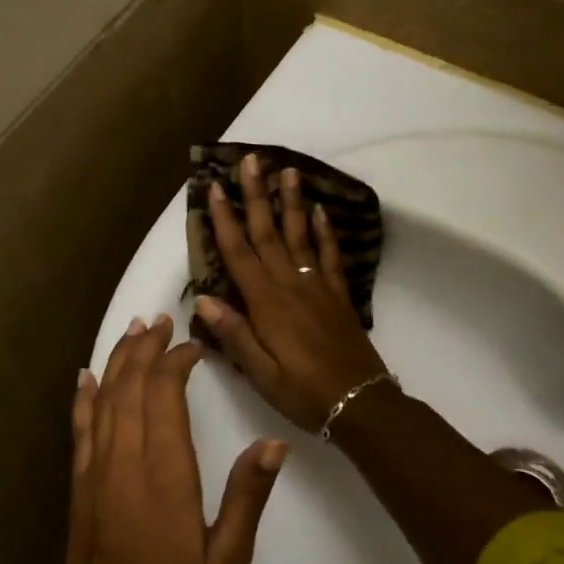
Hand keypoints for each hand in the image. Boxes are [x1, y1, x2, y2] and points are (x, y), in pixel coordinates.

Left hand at [66, 315, 286, 563]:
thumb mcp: (228, 556)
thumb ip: (248, 496)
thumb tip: (274, 444)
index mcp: (166, 472)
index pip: (165, 396)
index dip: (175, 362)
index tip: (192, 347)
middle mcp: (126, 461)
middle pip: (131, 387)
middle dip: (145, 348)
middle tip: (160, 320)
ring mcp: (96, 472)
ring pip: (104, 400)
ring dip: (118, 361)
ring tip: (133, 331)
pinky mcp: (79, 487)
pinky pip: (80, 430)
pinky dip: (83, 398)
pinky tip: (86, 376)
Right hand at [196, 153, 391, 433]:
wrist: (360, 403)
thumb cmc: (303, 393)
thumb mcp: (261, 374)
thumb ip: (234, 335)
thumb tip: (203, 299)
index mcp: (266, 304)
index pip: (239, 253)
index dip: (224, 220)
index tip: (213, 188)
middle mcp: (290, 285)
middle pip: (268, 233)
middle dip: (255, 196)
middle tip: (251, 160)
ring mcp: (317, 287)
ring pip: (300, 235)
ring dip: (291, 202)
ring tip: (287, 170)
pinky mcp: (338, 295)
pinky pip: (330, 256)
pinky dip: (324, 232)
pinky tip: (320, 211)